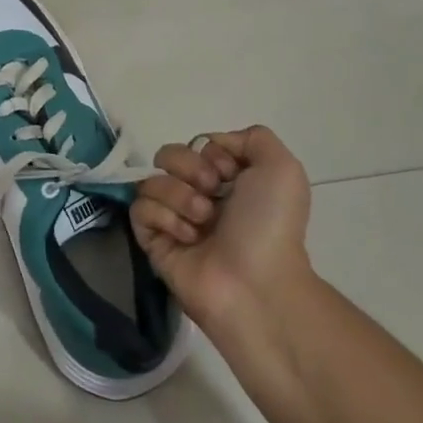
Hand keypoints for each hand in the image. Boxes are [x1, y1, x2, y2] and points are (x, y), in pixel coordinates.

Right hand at [130, 125, 313, 331]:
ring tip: (202, 222)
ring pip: (152, 181)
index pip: (198, 145)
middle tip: (211, 192)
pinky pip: (140, 210)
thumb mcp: (282, 169)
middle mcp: (199, 196)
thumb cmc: (270, 225)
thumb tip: (214, 144)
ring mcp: (175, 219)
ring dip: (179, 196)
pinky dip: (164, 217)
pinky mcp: (154, 242)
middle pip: (168, 155)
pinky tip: (187, 237)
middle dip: (188, 167)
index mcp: (228, 180)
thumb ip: (254, 138)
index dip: (211, 153)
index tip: (229, 172)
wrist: (256, 284)